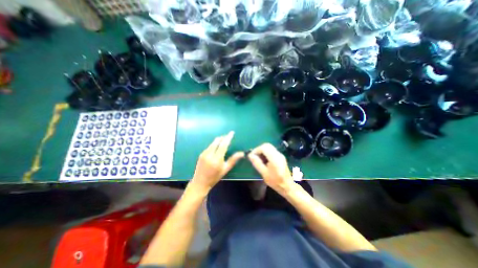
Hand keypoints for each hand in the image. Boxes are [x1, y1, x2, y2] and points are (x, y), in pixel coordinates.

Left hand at [191, 131, 243, 189]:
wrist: (200, 182)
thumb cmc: (215, 177)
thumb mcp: (225, 169)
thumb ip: (233, 160)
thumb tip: (242, 153)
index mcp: (217, 159)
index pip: (223, 145)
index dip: (228, 138)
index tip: (232, 133)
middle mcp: (210, 154)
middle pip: (217, 141)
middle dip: (223, 137)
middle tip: (228, 136)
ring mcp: (204, 153)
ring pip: (212, 143)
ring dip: (218, 140)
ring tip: (223, 140)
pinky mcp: (201, 154)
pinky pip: (209, 146)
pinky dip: (214, 144)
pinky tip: (217, 146)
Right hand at [249, 144, 292, 195]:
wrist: (287, 186)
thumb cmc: (275, 181)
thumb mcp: (264, 173)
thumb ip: (257, 163)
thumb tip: (250, 155)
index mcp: (274, 158)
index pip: (264, 147)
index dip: (256, 150)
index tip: (251, 156)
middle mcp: (278, 154)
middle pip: (267, 145)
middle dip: (259, 149)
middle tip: (254, 157)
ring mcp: (280, 154)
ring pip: (269, 147)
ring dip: (262, 151)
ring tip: (258, 159)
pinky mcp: (280, 156)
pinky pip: (271, 151)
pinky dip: (265, 153)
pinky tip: (264, 160)